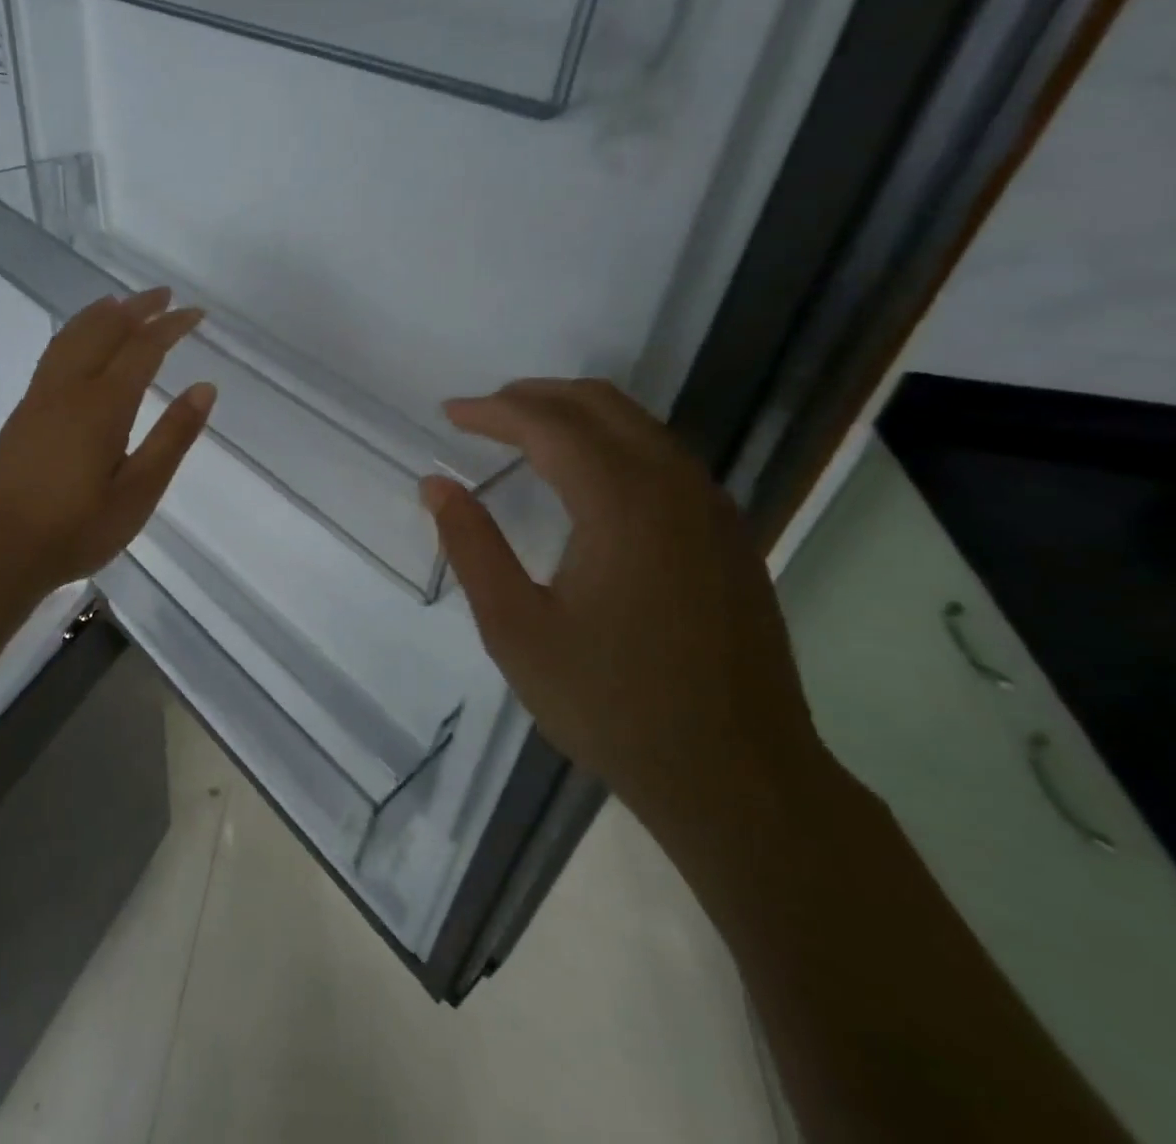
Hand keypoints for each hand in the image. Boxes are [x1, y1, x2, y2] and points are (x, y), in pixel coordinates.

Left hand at [0, 288, 214, 602]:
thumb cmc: (76, 529)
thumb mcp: (138, 493)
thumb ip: (172, 438)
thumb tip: (205, 388)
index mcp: (103, 406)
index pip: (143, 348)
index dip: (171, 326)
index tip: (196, 313)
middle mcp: (69, 389)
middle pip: (104, 330)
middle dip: (137, 308)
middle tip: (164, 295)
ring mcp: (40, 396)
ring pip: (72, 335)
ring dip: (102, 314)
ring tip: (123, 303)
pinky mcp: (23, 410)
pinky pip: (54, 351)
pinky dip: (75, 331)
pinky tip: (79, 341)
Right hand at [420, 379, 823, 837]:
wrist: (739, 779)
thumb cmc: (612, 704)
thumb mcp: (515, 629)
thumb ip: (471, 546)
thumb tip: (436, 484)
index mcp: (622, 504)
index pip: (548, 425)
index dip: (492, 411)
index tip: (449, 413)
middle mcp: (675, 488)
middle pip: (600, 405)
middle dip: (534, 396)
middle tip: (482, 413)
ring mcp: (711, 510)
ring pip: (639, 425)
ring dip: (575, 415)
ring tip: (523, 433)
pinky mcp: (728, 536)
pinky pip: (664, 456)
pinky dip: (613, 441)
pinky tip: (586, 476)